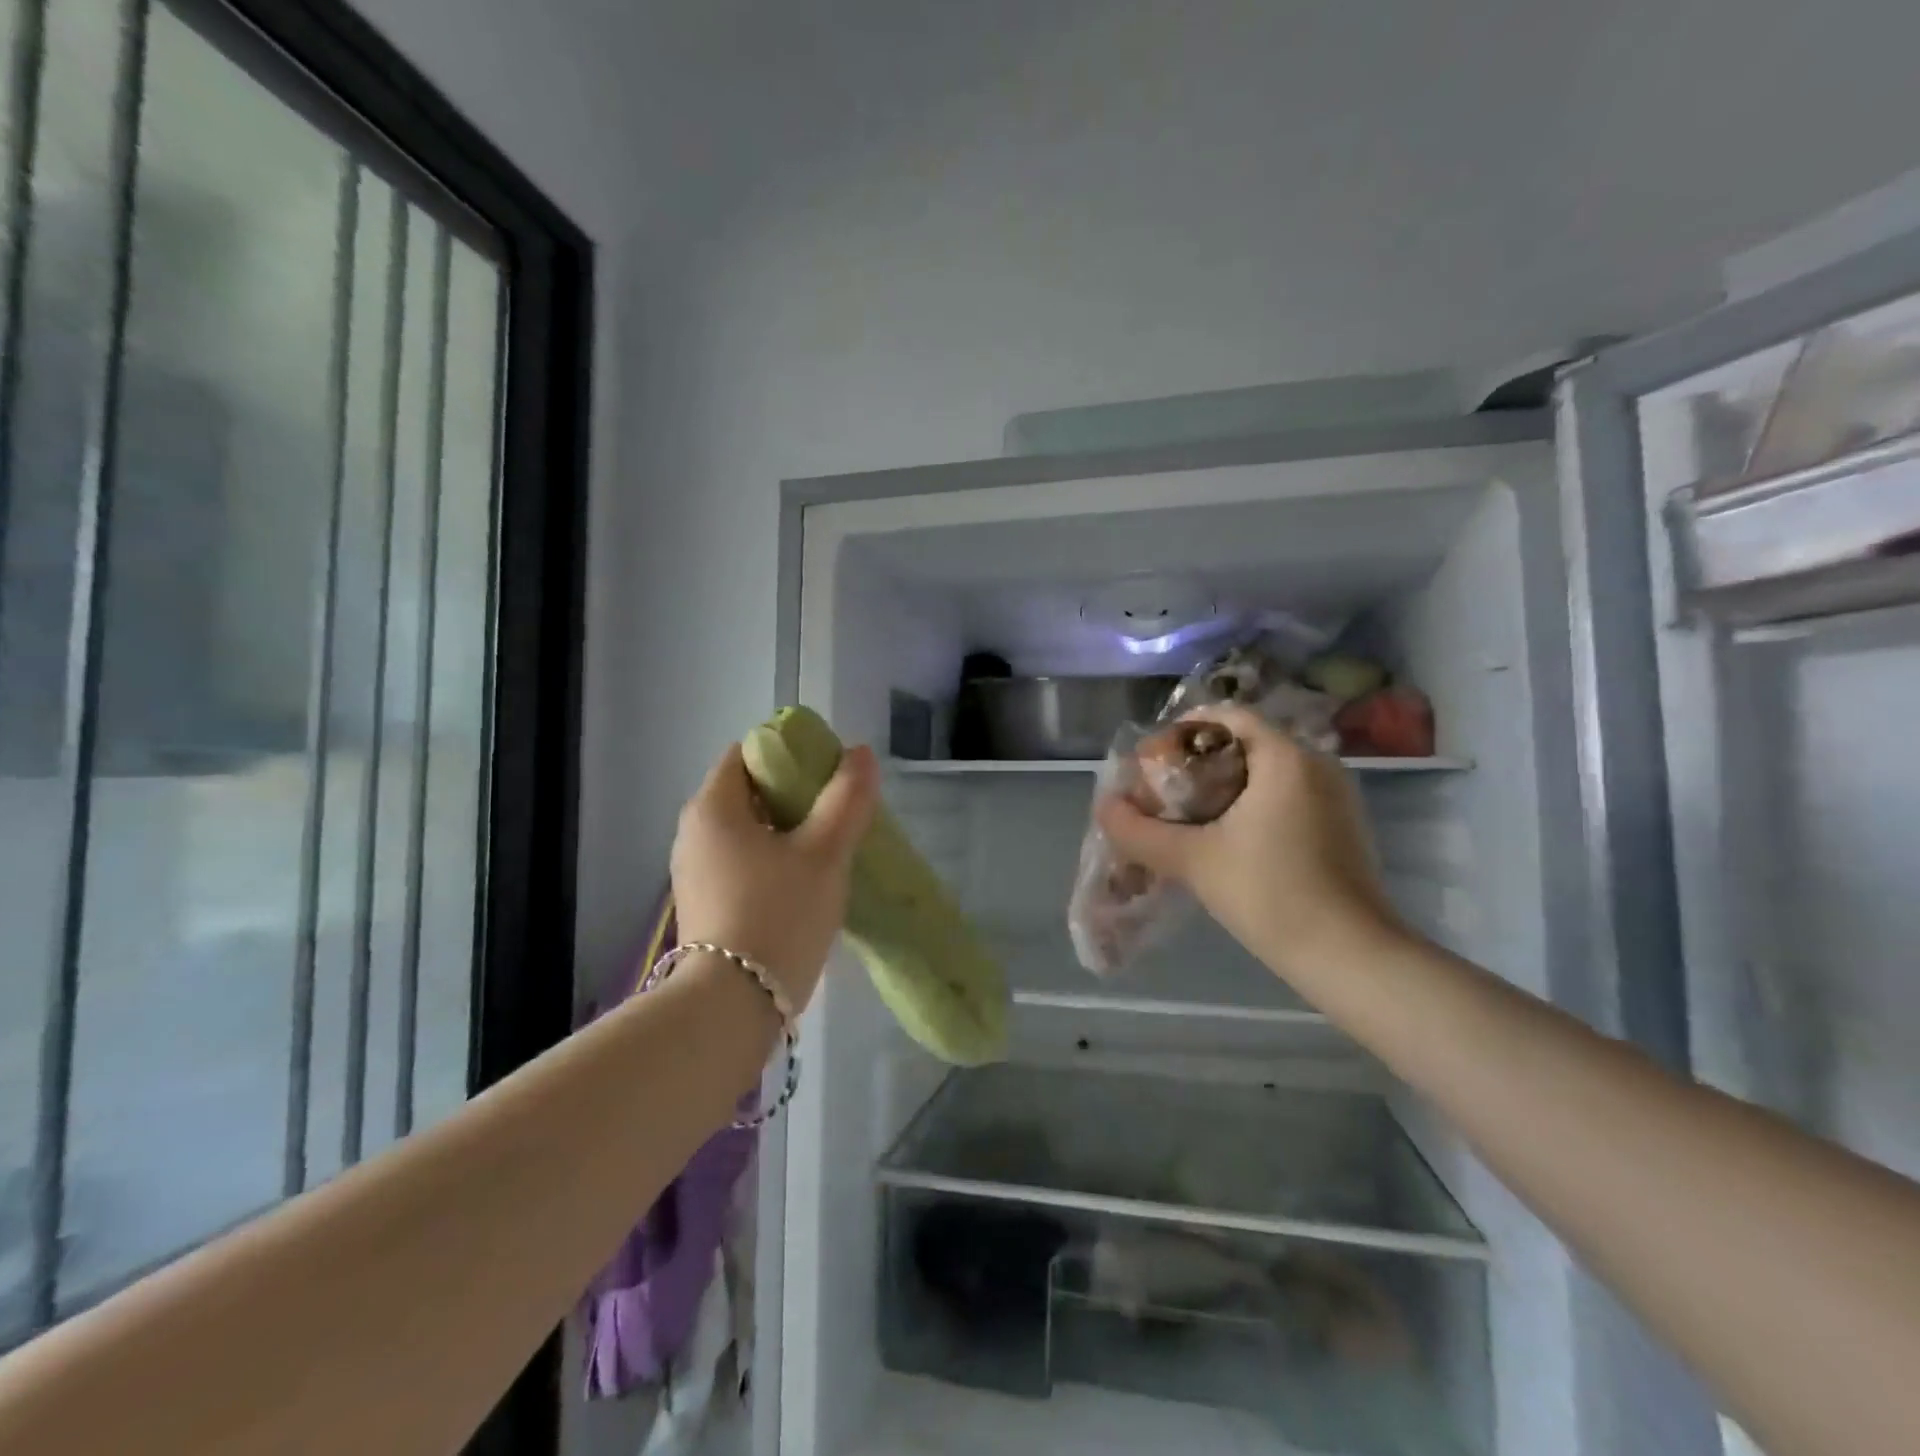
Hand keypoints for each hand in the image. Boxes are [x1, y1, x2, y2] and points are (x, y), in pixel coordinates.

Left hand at [671, 742, 878, 1011]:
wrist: (731, 1009)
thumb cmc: (779, 915)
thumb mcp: (824, 853)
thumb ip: (846, 799)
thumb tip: (860, 754)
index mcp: (712, 808)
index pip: (747, 754)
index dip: (789, 755)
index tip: (827, 776)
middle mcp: (692, 834)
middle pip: (746, 794)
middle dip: (793, 797)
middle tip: (836, 815)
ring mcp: (693, 874)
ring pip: (746, 834)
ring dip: (785, 834)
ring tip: (826, 852)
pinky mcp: (703, 908)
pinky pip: (740, 867)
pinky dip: (770, 865)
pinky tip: (802, 888)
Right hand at [1096, 704, 1401, 979]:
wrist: (1350, 957)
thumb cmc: (1270, 894)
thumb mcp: (1193, 860)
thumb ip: (1140, 831)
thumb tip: (1104, 807)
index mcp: (1286, 757)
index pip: (1228, 716)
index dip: (1184, 730)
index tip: (1154, 760)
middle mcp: (1318, 764)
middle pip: (1247, 742)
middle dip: (1200, 761)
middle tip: (1164, 791)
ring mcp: (1337, 797)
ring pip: (1269, 772)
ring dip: (1226, 785)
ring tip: (1189, 816)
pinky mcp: (1344, 827)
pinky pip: (1289, 796)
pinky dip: (1254, 804)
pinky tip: (1229, 839)